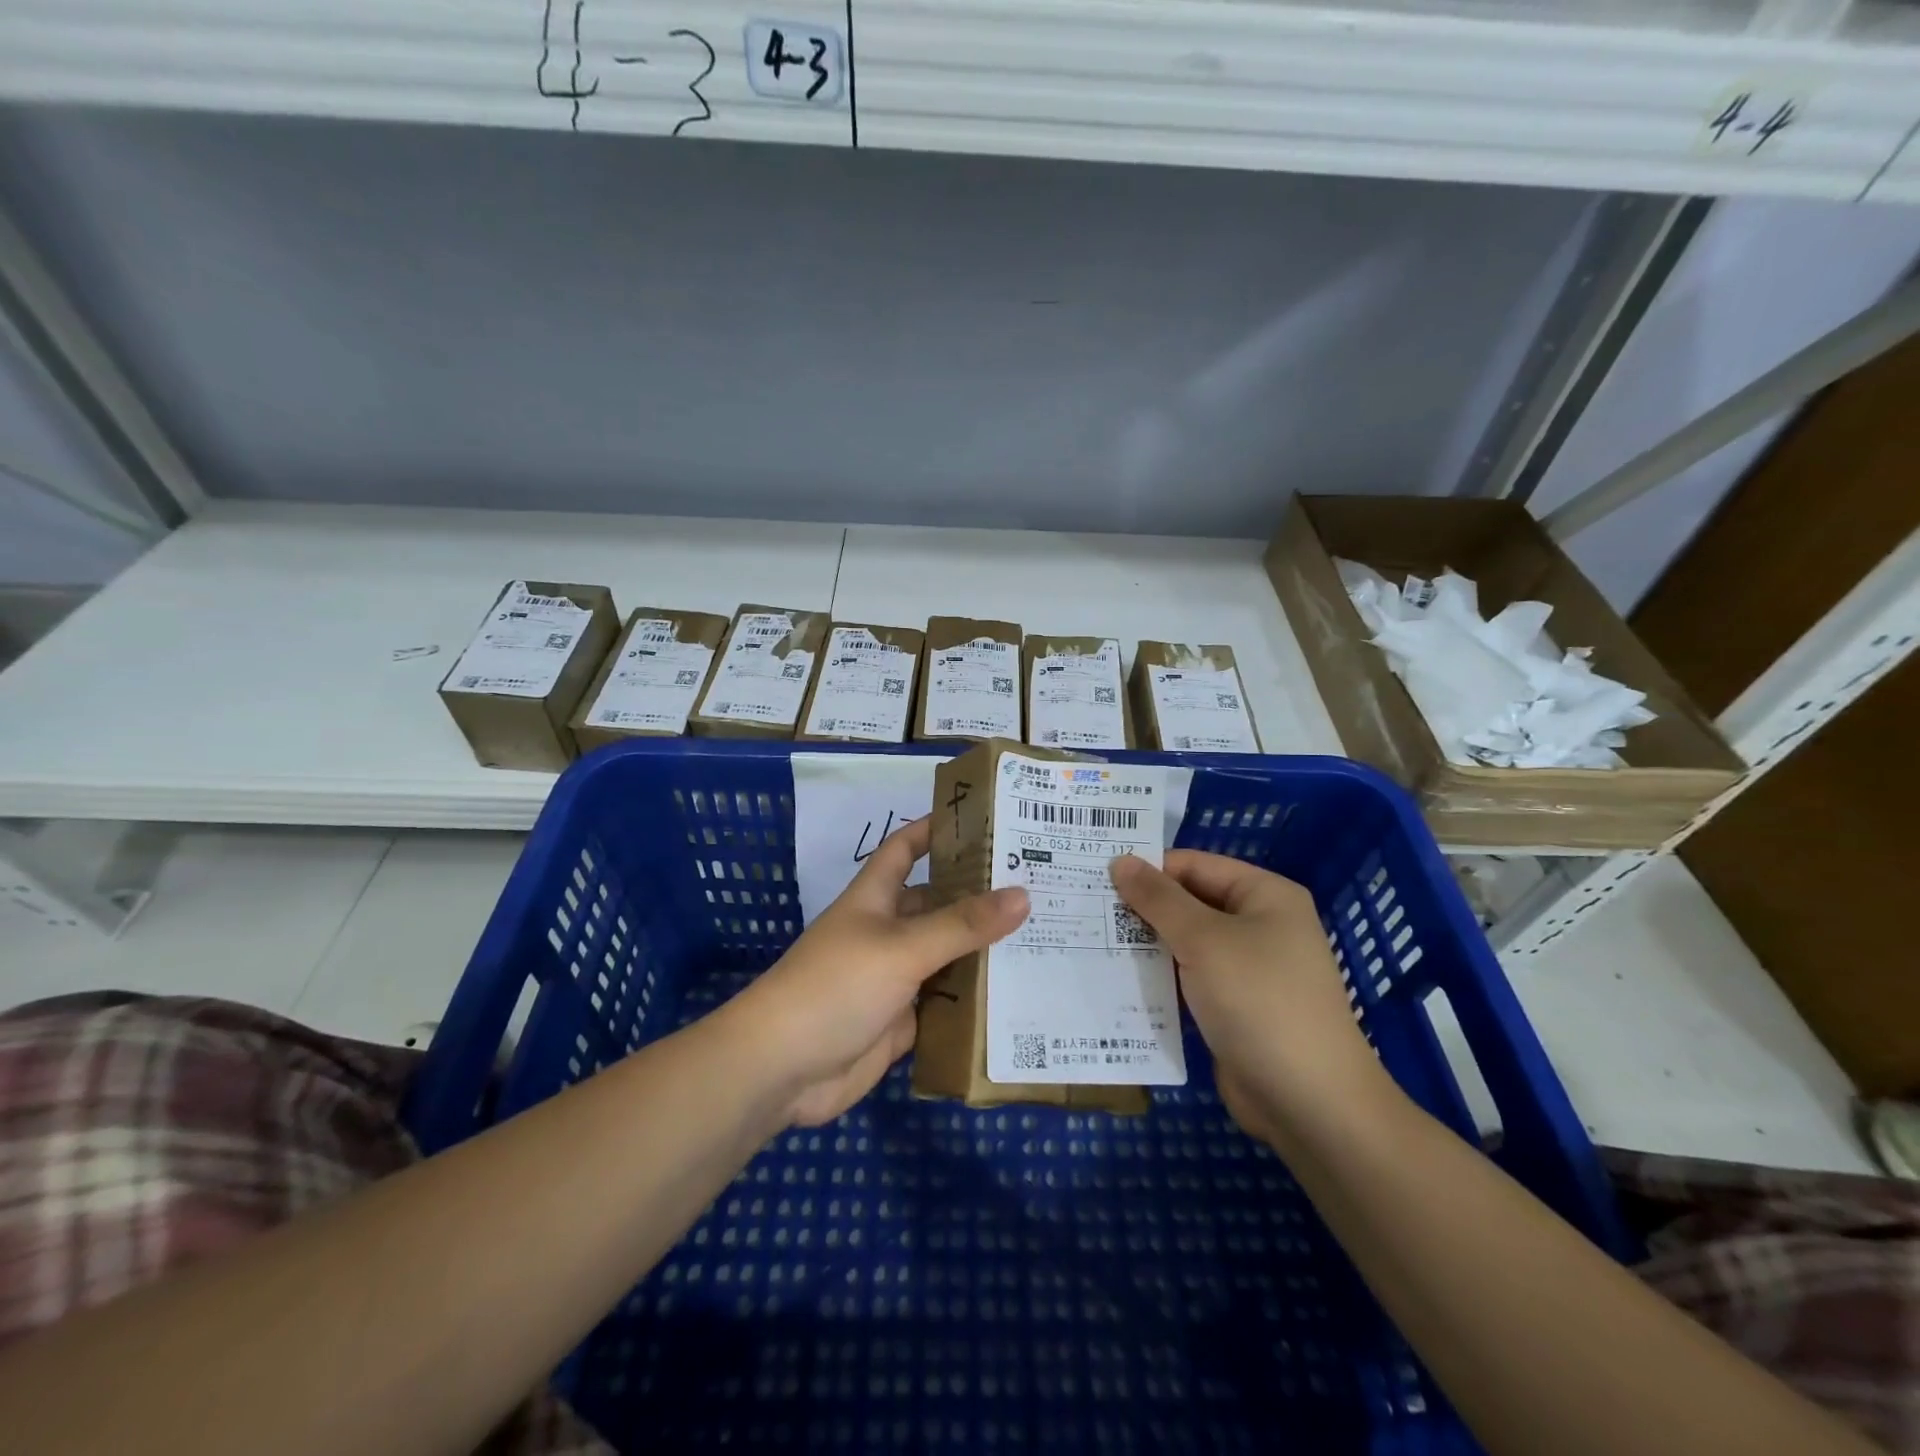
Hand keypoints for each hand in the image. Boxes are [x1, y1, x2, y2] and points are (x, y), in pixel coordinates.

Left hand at [727, 817, 1028, 1127]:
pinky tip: (1020, 995)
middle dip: (980, 896)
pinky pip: (946, 1003)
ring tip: (1045, 936)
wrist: (782, 1069)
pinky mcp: (902, 1021)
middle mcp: (887, 931)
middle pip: (938, 904)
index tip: (984, 821)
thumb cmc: (836, 986)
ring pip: (946, 955)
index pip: (906, 849)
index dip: (935, 830)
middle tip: (1041, 886)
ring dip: (984, 950)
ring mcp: (894, 978)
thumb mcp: (902, 947)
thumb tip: (1023, 894)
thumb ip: (962, 925)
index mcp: (876, 897)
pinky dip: (975, 1000)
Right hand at [1110, 851, 1390, 1146]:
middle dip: (1141, 908)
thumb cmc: (1259, 1001)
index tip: (1095, 879)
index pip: (1194, 865)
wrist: (1310, 1102)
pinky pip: (1188, 979)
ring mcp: (1247, 969)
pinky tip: (1116, 980)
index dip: (1147, 869)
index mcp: (1264, 895)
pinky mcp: (1233, 1007)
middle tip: (1085, 909)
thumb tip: (1120, 860)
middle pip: (1188, 902)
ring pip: (1185, 943)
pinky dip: (1158, 978)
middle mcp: (1258, 924)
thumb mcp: (1203, 939)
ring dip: (1145, 945)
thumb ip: (1158, 898)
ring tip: (1090, 941)